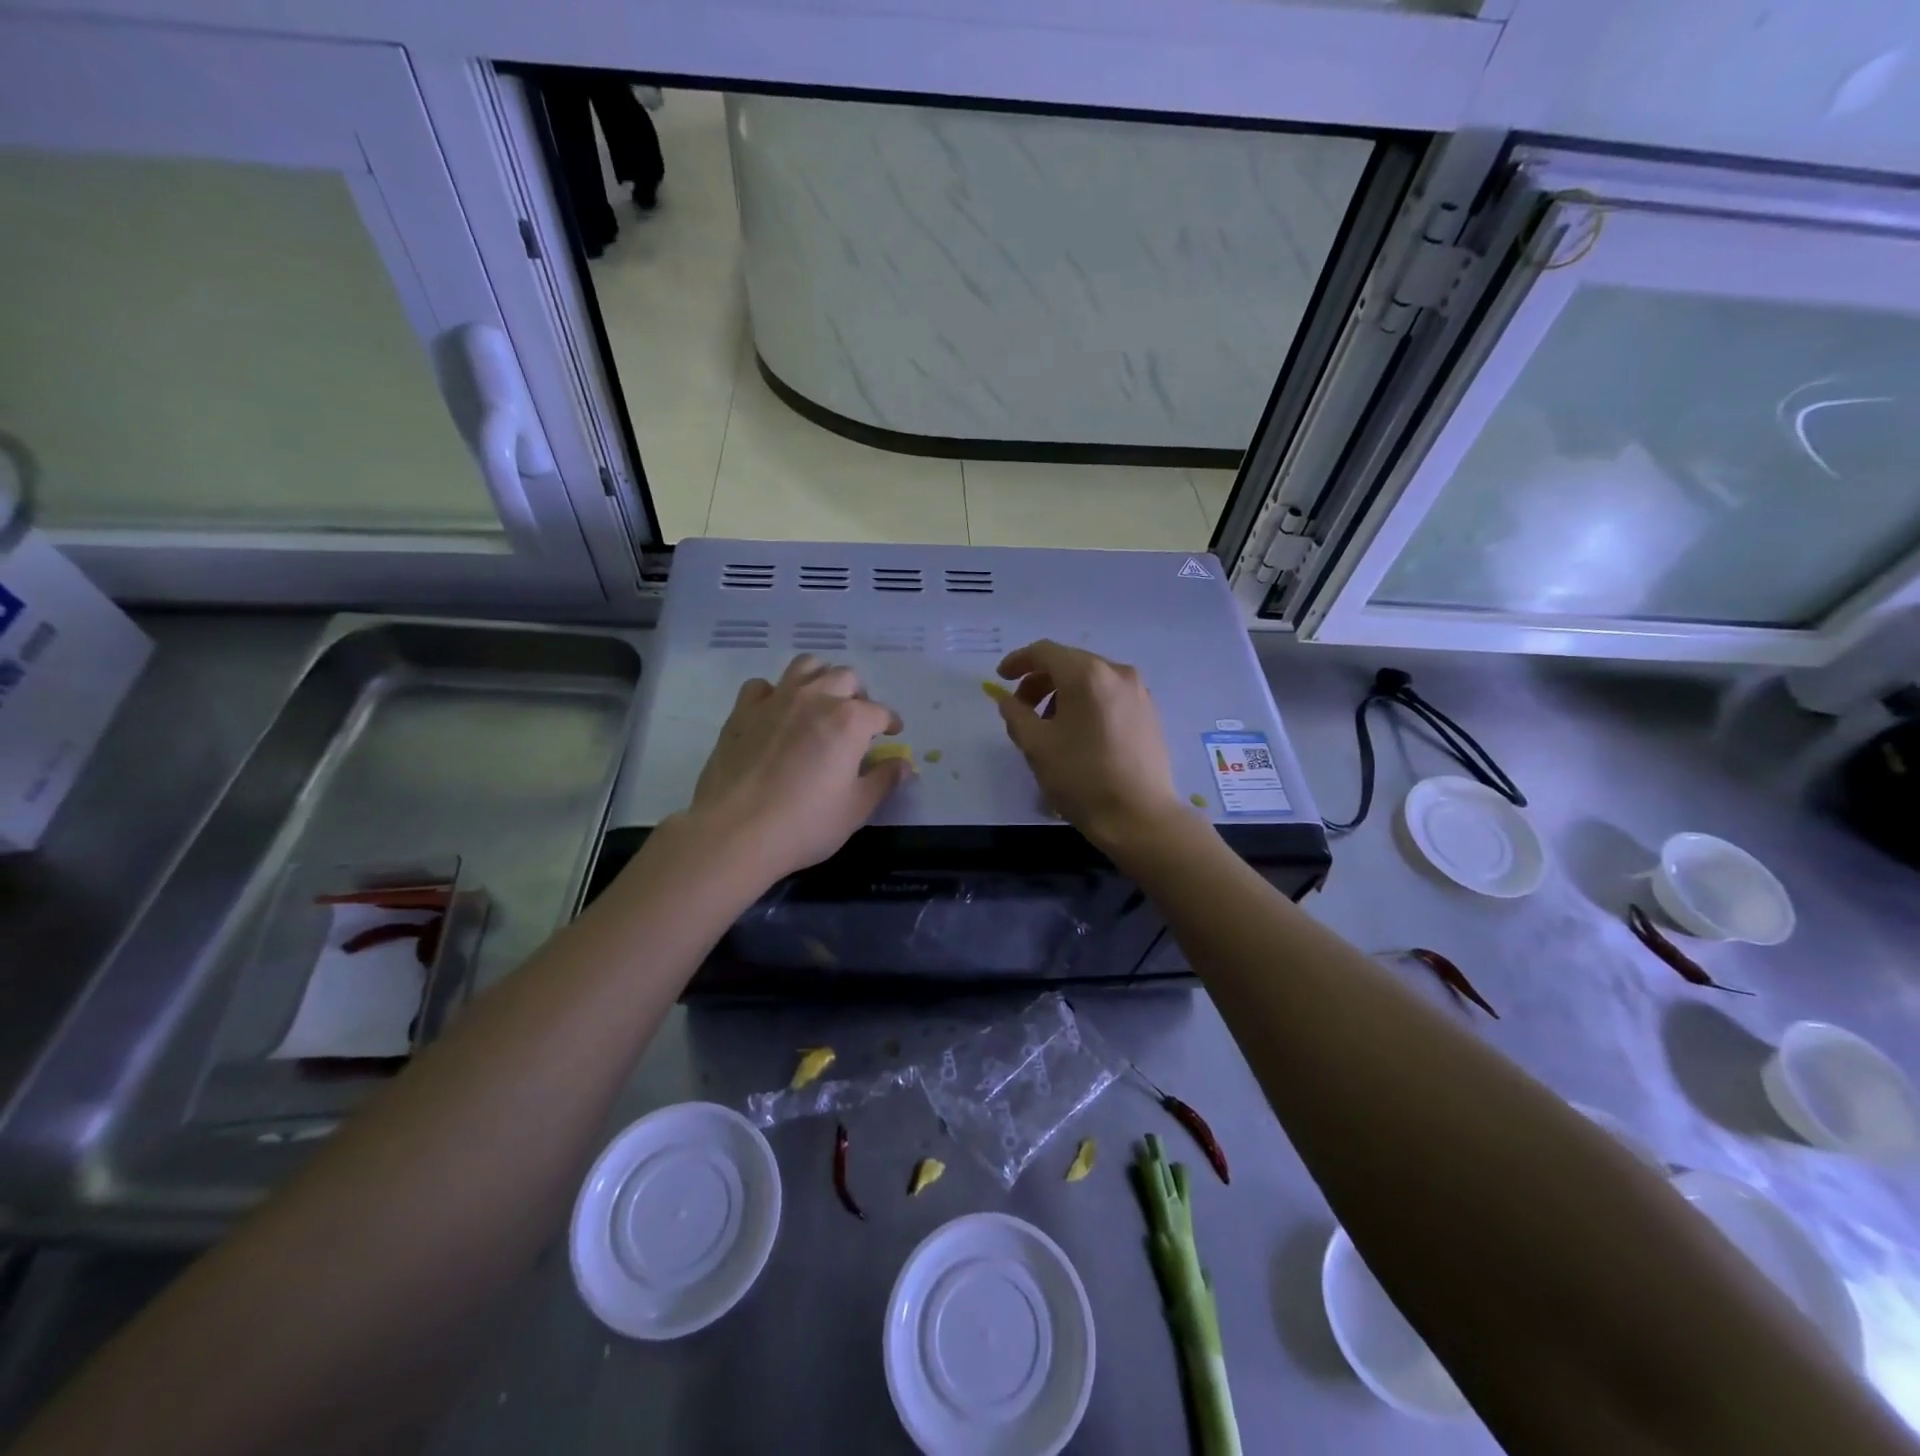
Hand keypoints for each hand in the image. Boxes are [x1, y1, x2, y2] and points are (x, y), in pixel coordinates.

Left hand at [683, 655, 911, 882]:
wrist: (736, 832)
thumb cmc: (806, 824)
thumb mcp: (857, 809)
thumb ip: (884, 780)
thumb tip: (903, 764)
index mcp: (850, 720)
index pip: (880, 711)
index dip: (890, 722)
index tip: (892, 734)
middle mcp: (815, 698)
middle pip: (846, 678)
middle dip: (858, 695)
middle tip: (857, 721)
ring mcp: (776, 700)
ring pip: (806, 666)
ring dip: (821, 678)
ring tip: (821, 703)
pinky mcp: (743, 712)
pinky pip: (762, 686)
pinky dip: (774, 693)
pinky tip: (776, 714)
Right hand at [992, 640, 1183, 849]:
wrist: (1138, 816)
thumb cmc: (1081, 778)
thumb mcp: (1036, 745)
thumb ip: (1015, 713)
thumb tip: (1005, 698)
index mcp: (1087, 674)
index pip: (1045, 652)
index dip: (1018, 661)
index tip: (1000, 678)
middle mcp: (1117, 672)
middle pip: (1069, 663)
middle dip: (1040, 680)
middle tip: (1021, 708)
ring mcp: (1138, 692)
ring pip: (1091, 679)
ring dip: (1063, 693)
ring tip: (1048, 726)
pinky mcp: (1149, 713)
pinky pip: (1109, 695)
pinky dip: (1087, 703)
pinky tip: (1078, 734)